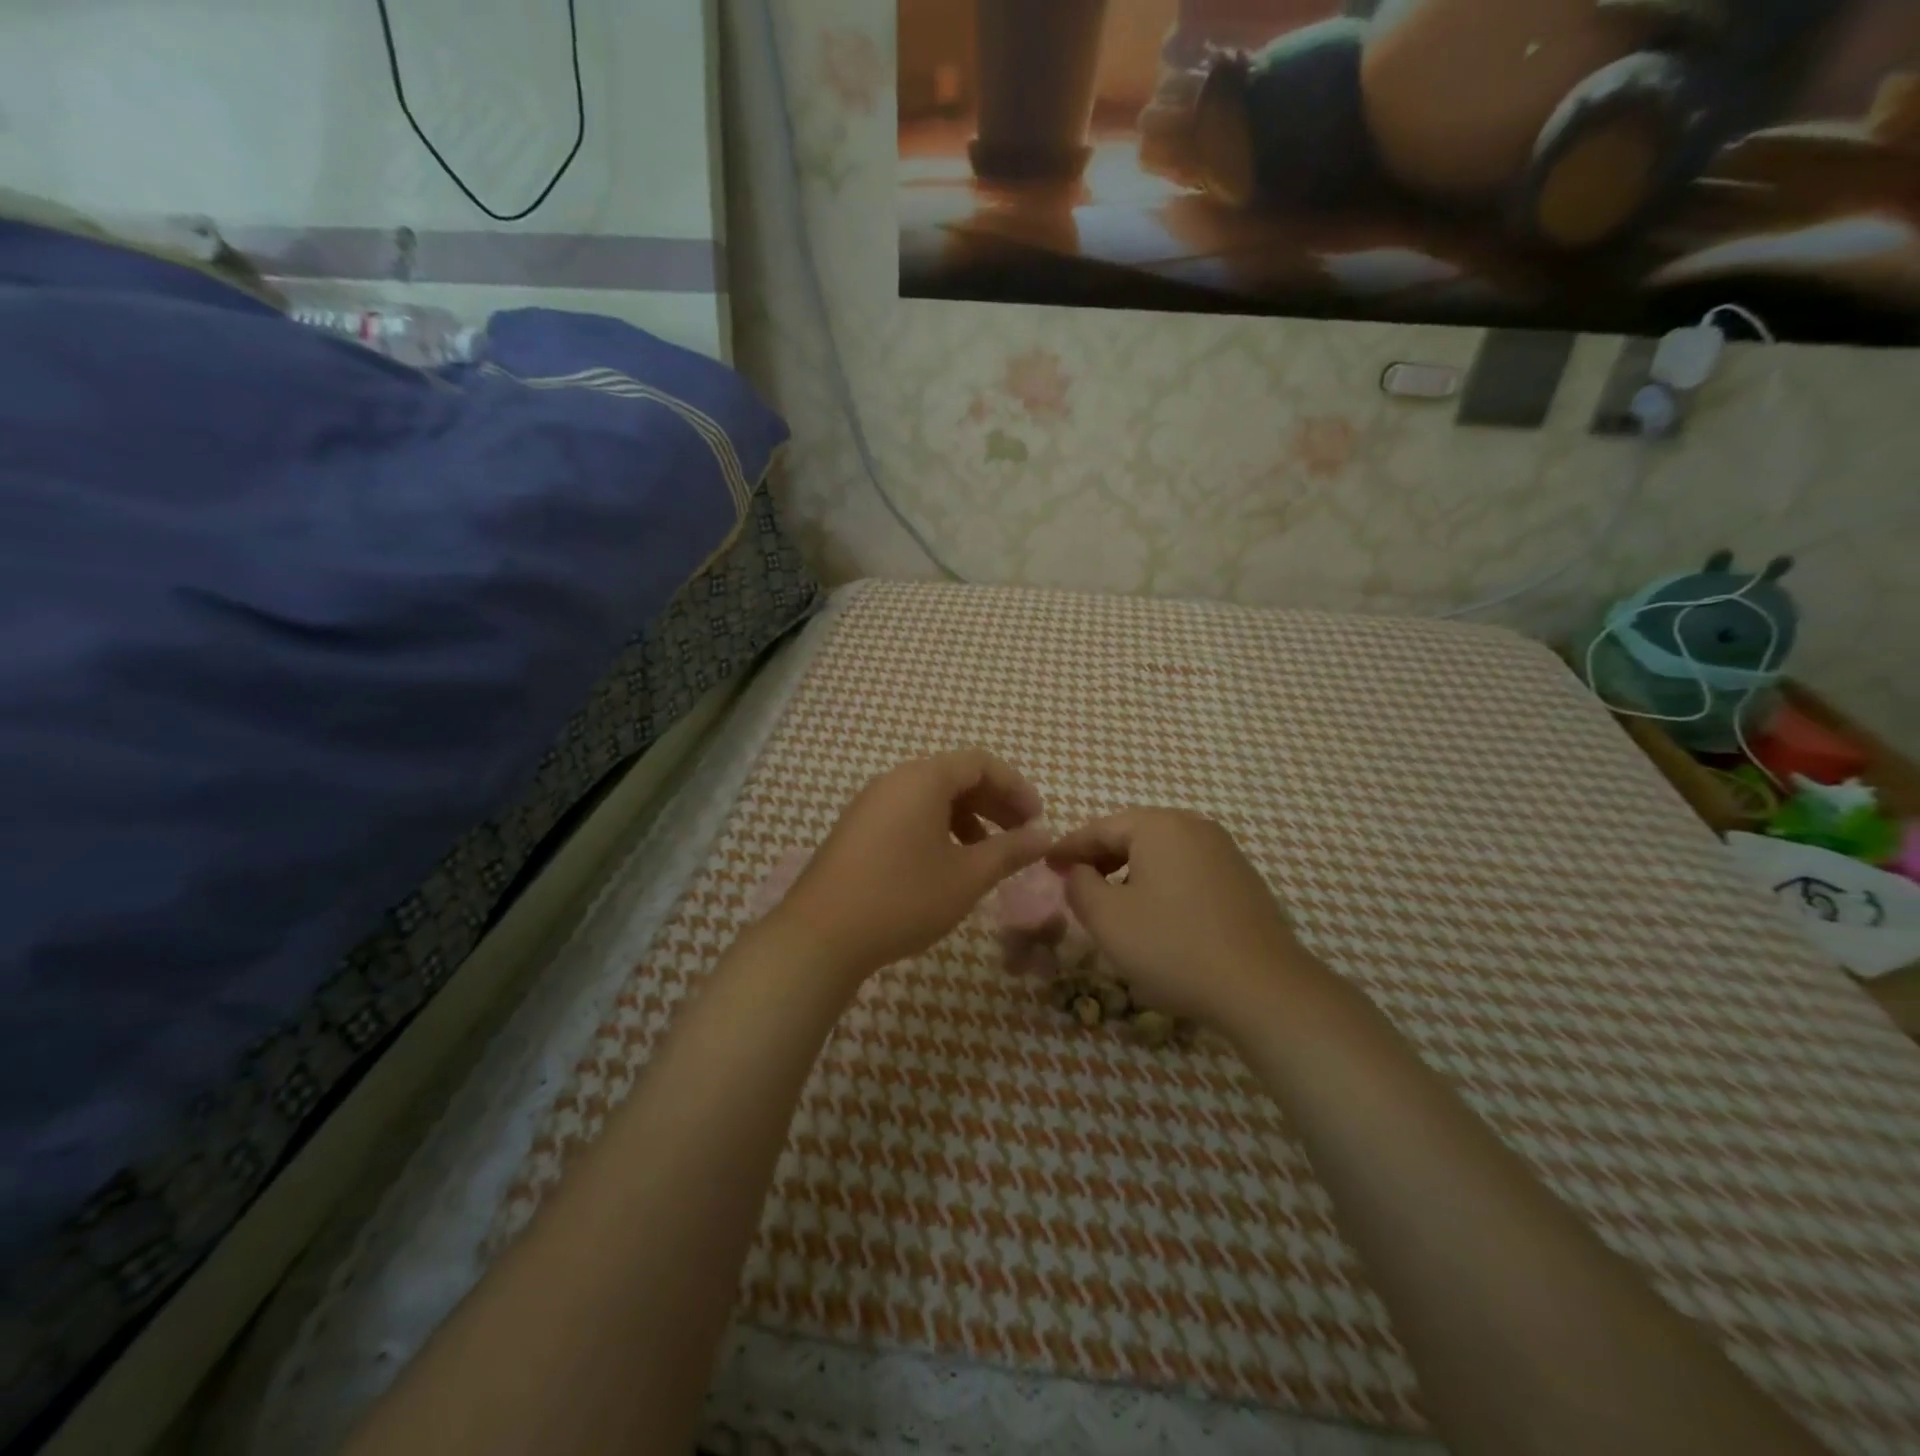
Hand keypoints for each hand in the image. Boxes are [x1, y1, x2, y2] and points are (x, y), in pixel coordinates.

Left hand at [772, 749, 1049, 983]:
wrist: (821, 935)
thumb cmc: (903, 898)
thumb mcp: (967, 877)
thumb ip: (1010, 852)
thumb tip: (1044, 837)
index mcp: (922, 779)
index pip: (980, 763)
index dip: (1016, 787)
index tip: (1037, 820)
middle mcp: (894, 781)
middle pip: (955, 777)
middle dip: (994, 803)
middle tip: (1022, 835)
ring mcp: (871, 804)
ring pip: (931, 798)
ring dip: (968, 818)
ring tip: (988, 855)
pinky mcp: (857, 830)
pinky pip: (908, 814)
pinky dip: (938, 829)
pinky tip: (947, 866)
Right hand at [1046, 809, 1316, 1028]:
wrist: (1263, 988)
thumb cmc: (1173, 947)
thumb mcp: (1108, 919)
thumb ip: (1079, 886)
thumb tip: (1076, 871)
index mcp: (1159, 826)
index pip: (1100, 828)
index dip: (1069, 847)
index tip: (1046, 864)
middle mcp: (1194, 827)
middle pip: (1134, 833)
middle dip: (1100, 856)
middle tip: (1074, 880)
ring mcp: (1224, 852)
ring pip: (1162, 852)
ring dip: (1131, 870)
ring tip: (1111, 900)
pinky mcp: (1243, 880)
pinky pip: (1188, 869)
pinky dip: (1162, 882)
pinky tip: (1156, 913)